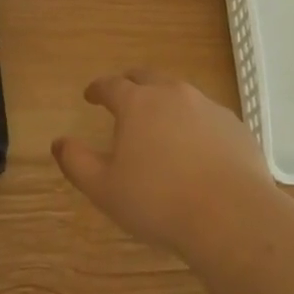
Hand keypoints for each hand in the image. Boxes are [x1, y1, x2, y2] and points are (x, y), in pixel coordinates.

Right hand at [52, 69, 273, 255]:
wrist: (232, 216)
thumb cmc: (158, 202)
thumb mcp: (104, 189)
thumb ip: (77, 162)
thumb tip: (59, 142)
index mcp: (138, 103)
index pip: (111, 85)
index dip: (97, 88)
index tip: (90, 95)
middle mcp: (173, 94)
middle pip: (147, 77)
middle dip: (131, 83)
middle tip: (124, 96)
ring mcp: (208, 107)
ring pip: (180, 94)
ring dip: (165, 101)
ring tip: (160, 123)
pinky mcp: (235, 126)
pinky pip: (208, 116)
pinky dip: (195, 123)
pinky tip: (197, 147)